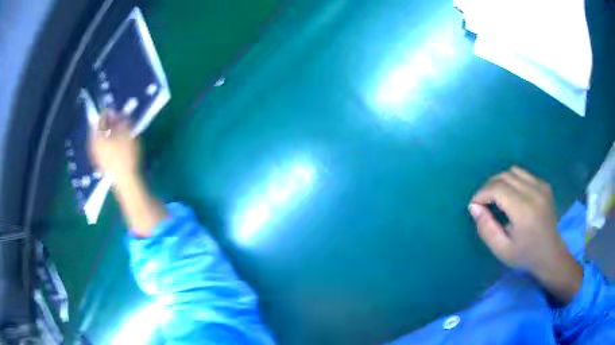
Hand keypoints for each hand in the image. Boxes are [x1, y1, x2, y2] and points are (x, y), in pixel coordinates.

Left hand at [88, 109, 139, 181]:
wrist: (126, 181)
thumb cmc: (125, 155)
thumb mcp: (126, 133)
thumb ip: (120, 120)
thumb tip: (115, 112)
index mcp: (97, 136)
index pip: (100, 120)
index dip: (107, 113)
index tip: (115, 110)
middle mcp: (93, 146)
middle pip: (98, 131)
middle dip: (107, 125)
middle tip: (116, 121)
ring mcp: (96, 157)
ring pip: (100, 140)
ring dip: (107, 135)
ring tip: (117, 133)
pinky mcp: (101, 165)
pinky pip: (102, 149)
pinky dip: (108, 144)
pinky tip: (115, 145)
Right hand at [469, 166, 581, 303]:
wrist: (550, 253)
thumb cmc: (525, 255)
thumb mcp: (501, 250)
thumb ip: (486, 229)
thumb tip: (474, 207)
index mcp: (524, 211)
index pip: (498, 188)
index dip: (482, 193)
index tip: (474, 205)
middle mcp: (534, 192)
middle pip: (504, 176)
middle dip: (489, 186)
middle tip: (483, 202)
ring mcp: (541, 186)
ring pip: (513, 171)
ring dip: (500, 181)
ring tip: (495, 197)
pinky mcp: (544, 184)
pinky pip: (523, 174)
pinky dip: (512, 181)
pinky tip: (511, 196)